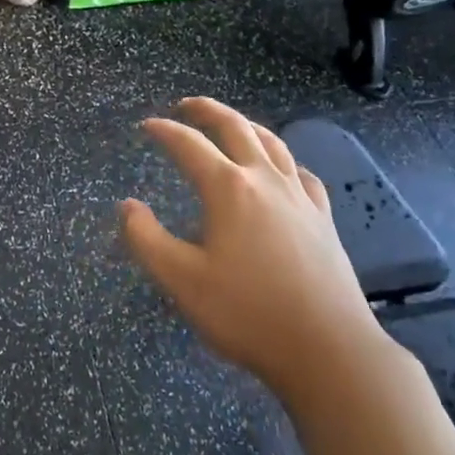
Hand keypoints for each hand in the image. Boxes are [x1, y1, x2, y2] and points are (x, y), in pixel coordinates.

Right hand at [120, 98, 380, 403]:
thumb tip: (127, 205)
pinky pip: (301, 173)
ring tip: (231, 124)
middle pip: (236, 127)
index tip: (147, 125)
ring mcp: (300, 197)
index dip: (165, 131)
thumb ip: (146, 239)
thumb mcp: (181, 280)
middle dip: (208, 110)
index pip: (189, 145)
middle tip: (186, 106)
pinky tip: (281, 170)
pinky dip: (283, 160)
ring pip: (273, 143)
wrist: (327, 348)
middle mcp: (265, 180)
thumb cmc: (247, 313)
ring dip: (246, 125)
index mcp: (229, 188)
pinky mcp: (323, 218)